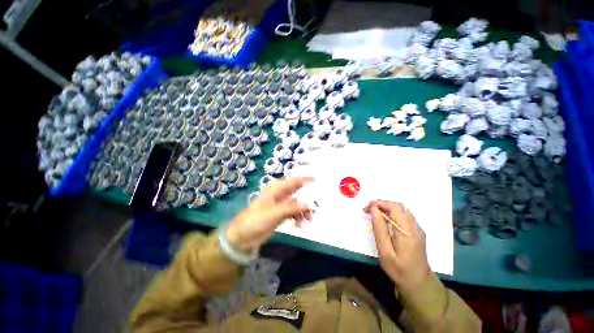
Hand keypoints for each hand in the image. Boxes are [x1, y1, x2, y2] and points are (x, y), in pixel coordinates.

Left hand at [227, 177, 313, 250]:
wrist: (243, 236)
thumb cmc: (255, 220)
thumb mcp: (273, 213)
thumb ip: (291, 208)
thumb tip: (308, 204)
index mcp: (275, 190)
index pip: (292, 181)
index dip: (304, 179)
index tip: (316, 180)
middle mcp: (279, 195)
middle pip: (296, 193)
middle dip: (306, 198)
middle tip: (316, 204)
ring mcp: (280, 205)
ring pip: (296, 204)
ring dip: (303, 210)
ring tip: (309, 219)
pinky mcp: (280, 215)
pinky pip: (293, 213)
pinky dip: (298, 217)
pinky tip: (301, 224)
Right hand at [364, 200, 430, 293]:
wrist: (419, 284)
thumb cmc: (399, 270)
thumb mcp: (385, 252)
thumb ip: (379, 229)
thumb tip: (374, 210)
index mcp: (407, 231)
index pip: (394, 207)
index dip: (379, 203)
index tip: (367, 209)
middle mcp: (415, 227)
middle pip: (398, 206)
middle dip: (381, 204)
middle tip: (368, 210)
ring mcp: (417, 229)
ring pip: (401, 209)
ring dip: (386, 208)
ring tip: (374, 214)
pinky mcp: (416, 232)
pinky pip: (403, 216)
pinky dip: (391, 213)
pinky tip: (384, 221)